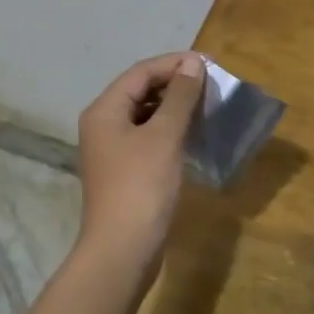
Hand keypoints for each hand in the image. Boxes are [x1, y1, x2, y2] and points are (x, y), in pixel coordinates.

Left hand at [76, 52, 204, 270]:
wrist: (122, 250)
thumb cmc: (141, 186)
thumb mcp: (164, 136)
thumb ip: (180, 97)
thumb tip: (193, 63)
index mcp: (104, 110)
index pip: (140, 72)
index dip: (174, 64)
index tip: (209, 63)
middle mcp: (102, 124)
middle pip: (139, 90)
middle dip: (174, 83)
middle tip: (210, 83)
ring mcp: (111, 150)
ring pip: (145, 114)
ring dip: (174, 106)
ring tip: (206, 105)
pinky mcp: (124, 171)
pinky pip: (147, 137)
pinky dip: (169, 129)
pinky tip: (192, 134)